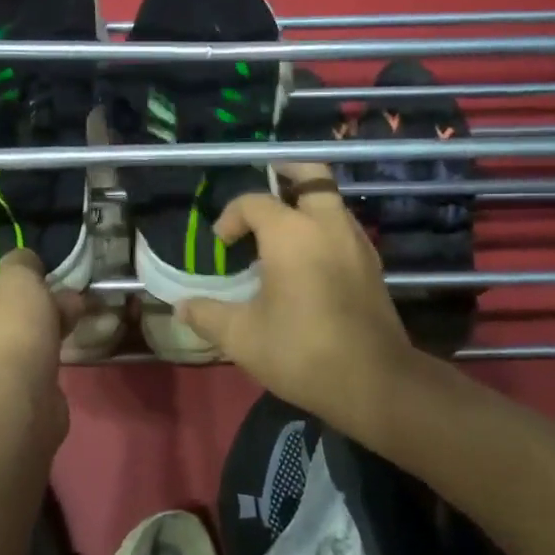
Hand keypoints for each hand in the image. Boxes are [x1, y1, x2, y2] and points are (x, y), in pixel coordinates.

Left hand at [0, 250, 80, 435]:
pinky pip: (12, 383)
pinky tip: (62, 360)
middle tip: (56, 307)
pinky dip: (35, 370)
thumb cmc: (6, 336)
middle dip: (22, 318)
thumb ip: (20, 264)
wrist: (16, 407)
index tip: (22, 293)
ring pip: (1, 356)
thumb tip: (25, 260)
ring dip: (33, 342)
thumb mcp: (18, 281)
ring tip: (70, 328)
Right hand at [176, 164, 418, 423]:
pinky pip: (343, 226)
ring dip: (305, 202)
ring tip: (280, 228)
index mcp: (292, 233)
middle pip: (311, 174)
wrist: (374, 382)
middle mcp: (328, 225)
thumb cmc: (301, 352)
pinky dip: (323, 226)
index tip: (222, 245)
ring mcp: (356, 242)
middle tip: (264, 184)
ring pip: (331, 200)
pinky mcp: (372, 264)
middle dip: (285, 172)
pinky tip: (307, 258)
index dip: (232, 216)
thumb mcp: (242, 337)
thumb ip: (208, 315)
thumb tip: (181, 307)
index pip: (254, 202)